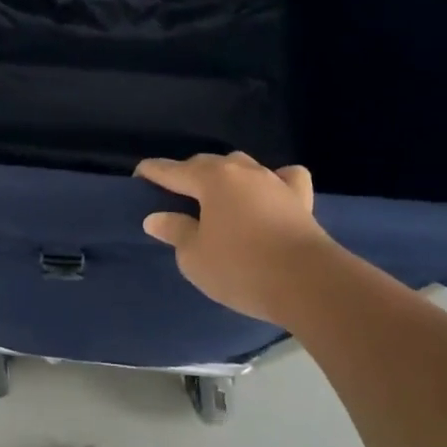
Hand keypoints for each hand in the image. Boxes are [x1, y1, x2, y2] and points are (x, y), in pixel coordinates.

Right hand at [136, 152, 338, 324]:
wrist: (309, 283)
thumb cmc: (241, 268)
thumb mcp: (195, 256)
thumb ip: (175, 231)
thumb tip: (157, 217)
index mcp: (211, 179)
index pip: (172, 170)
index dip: (152, 173)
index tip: (138, 177)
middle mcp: (241, 171)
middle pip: (206, 164)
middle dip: (187, 174)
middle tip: (174, 194)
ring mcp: (274, 181)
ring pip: (242, 167)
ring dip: (225, 176)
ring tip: (216, 195)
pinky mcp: (300, 199)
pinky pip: (284, 178)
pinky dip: (273, 181)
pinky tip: (269, 192)